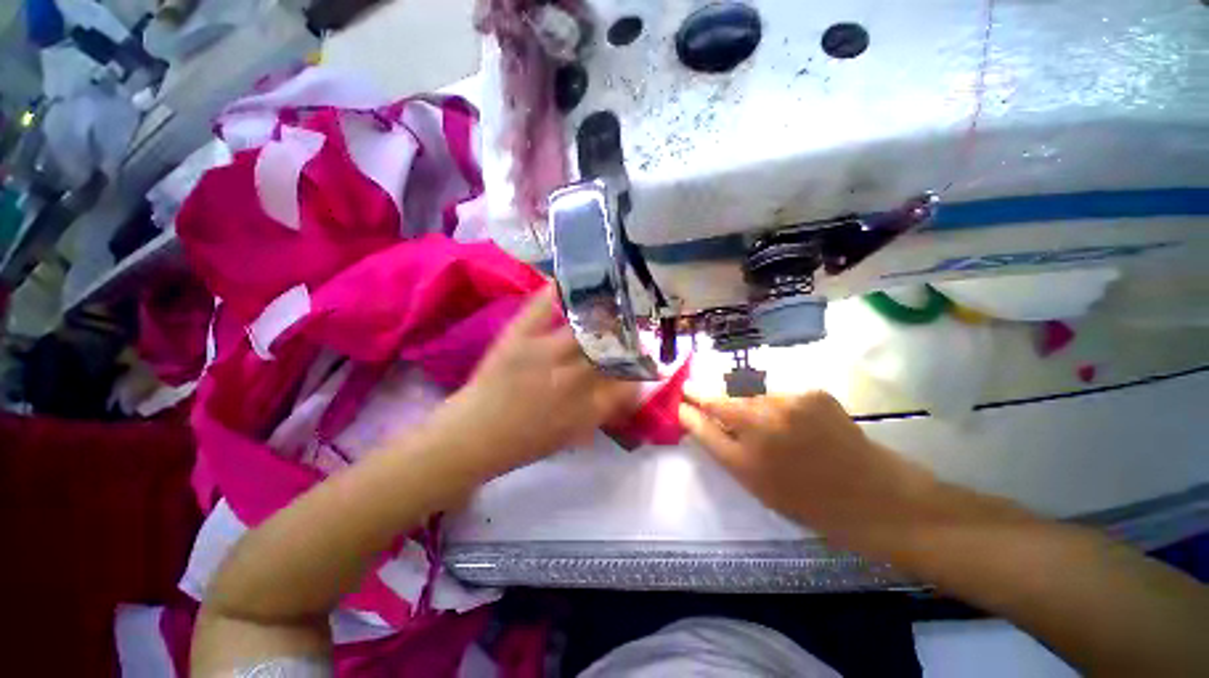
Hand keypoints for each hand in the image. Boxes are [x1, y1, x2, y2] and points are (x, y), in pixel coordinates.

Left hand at [437, 287, 638, 478]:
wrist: (475, 436)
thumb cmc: (526, 441)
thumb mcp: (574, 435)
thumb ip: (604, 410)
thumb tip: (627, 388)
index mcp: (588, 406)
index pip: (628, 381)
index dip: (641, 367)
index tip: (644, 357)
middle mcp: (573, 377)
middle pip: (611, 347)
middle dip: (628, 334)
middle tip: (635, 321)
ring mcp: (544, 353)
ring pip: (586, 325)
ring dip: (603, 311)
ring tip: (614, 298)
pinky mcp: (519, 337)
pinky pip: (541, 307)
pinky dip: (554, 290)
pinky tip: (568, 280)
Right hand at [679, 391, 938, 551]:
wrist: (871, 494)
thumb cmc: (804, 498)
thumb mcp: (752, 482)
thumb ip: (719, 447)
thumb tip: (695, 419)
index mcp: (746, 458)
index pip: (703, 425)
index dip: (688, 410)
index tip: (680, 400)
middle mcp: (763, 426)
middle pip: (721, 399)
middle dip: (704, 392)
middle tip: (692, 389)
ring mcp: (790, 403)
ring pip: (748, 390)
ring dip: (737, 394)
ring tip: (740, 403)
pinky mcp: (812, 391)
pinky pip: (776, 390)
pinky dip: (768, 396)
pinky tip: (780, 410)